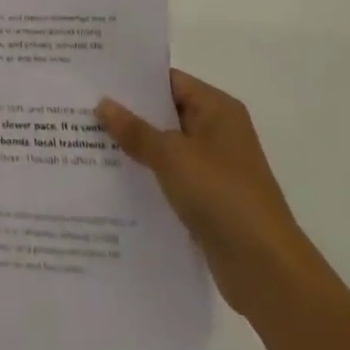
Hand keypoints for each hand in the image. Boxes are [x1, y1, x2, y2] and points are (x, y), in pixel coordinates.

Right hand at [97, 70, 320, 315]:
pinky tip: (111, 177)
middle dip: (128, 113)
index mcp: (217, 109)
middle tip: (82, 106)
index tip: (94, 77)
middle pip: (164, 112)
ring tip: (86, 138)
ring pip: (165, 146)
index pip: (168, 80)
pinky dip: (146, 175)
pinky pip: (170, 176)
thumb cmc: (223, 196)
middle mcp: (217, 132)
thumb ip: (135, 130)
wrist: (267, 272)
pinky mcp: (208, 200)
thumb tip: (102, 103)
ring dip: (134, 146)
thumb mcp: (172, 156)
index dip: (132, 79)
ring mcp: (214, 168)